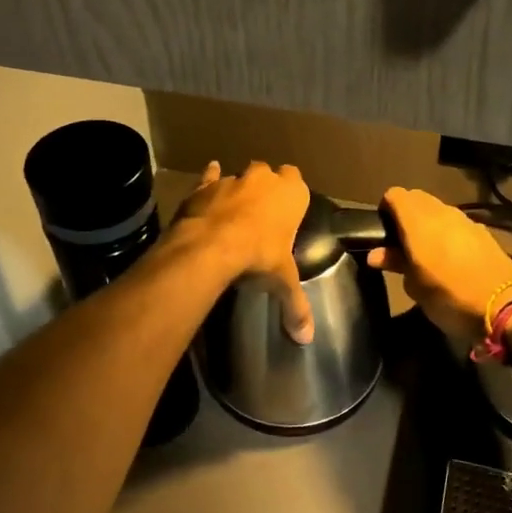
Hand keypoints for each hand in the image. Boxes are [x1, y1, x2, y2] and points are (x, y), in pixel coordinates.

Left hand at [174, 161, 313, 341]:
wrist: (211, 247)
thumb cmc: (258, 257)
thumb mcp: (282, 282)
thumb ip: (296, 307)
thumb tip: (307, 338)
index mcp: (291, 195)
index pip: (298, 181)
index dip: (292, 194)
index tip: (288, 210)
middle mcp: (263, 179)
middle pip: (268, 174)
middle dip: (266, 188)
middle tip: (262, 215)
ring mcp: (232, 180)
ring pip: (239, 177)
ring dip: (238, 190)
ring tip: (234, 213)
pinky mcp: (205, 186)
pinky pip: (209, 178)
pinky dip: (209, 182)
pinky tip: (207, 189)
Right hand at [366, 187, 511, 341]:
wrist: (506, 307)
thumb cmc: (449, 297)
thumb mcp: (415, 286)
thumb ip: (396, 263)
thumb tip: (376, 254)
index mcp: (418, 221)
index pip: (394, 195)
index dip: (385, 210)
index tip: (383, 234)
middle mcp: (442, 212)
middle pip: (417, 199)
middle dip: (406, 215)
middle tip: (402, 245)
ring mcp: (466, 221)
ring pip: (439, 211)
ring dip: (429, 225)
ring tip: (427, 255)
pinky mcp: (484, 233)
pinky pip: (458, 225)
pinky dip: (449, 234)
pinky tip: (452, 260)